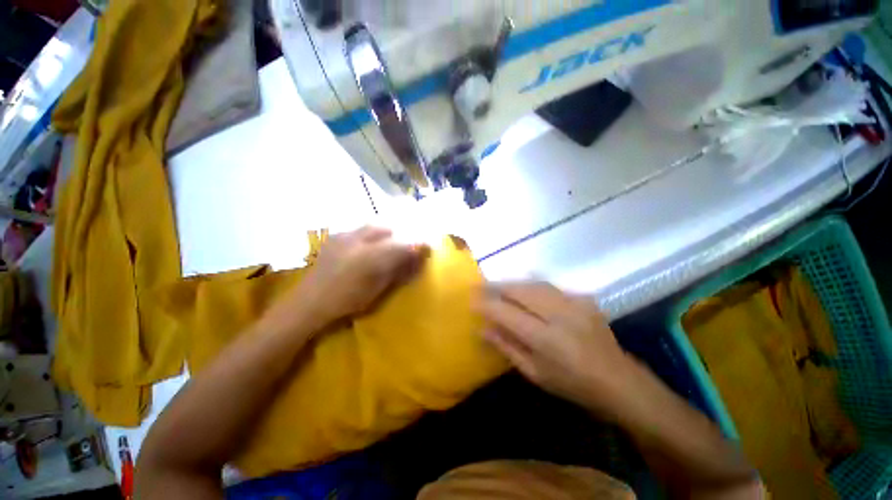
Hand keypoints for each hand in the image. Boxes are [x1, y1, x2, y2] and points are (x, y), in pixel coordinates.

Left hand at [301, 226, 427, 323]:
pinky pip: (361, 228)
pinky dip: (373, 232)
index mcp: (371, 260)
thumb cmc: (347, 301)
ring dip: (388, 230)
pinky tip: (372, 242)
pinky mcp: (337, 236)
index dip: (419, 244)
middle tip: (410, 241)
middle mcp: (359, 242)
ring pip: (375, 224)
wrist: (309, 302)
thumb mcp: (378, 290)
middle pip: (389, 228)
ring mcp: (345, 236)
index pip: (402, 245)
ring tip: (393, 239)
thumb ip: (398, 271)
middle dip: (404, 232)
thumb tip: (416, 259)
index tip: (429, 245)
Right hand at [477, 282, 639, 418]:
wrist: (619, 381)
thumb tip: (483, 328)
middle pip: (520, 291)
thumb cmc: (572, 385)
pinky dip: (531, 286)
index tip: (471, 300)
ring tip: (498, 286)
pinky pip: (549, 287)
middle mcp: (560, 315)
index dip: (487, 304)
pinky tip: (524, 290)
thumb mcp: (535, 373)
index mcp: (547, 339)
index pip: (507, 313)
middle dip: (497, 287)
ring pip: (534, 284)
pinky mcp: (583, 298)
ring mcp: (574, 303)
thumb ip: (507, 347)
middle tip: (481, 286)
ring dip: (513, 283)